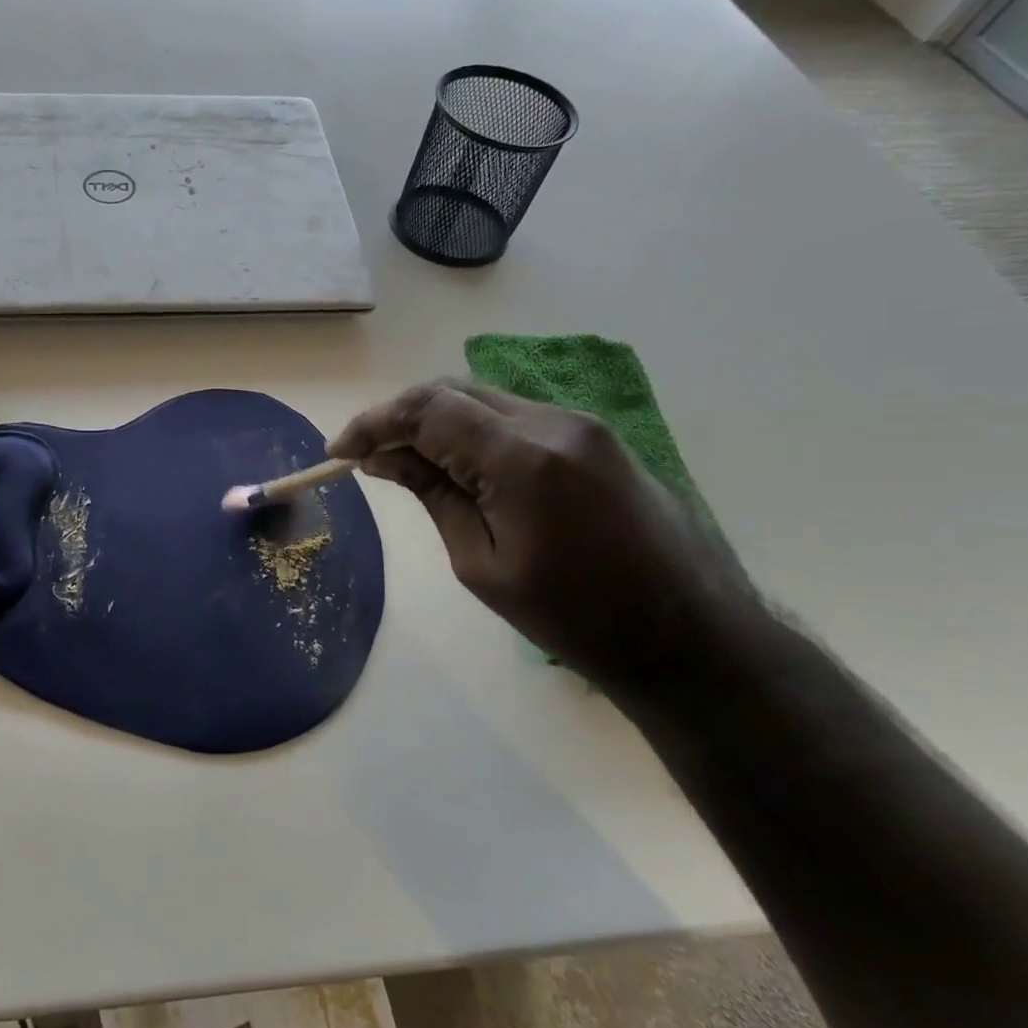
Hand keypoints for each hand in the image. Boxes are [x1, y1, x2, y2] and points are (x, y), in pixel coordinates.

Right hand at [329, 380, 755, 690]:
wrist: (688, 636)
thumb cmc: (573, 617)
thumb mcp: (481, 563)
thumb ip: (432, 495)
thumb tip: (383, 459)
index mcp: (523, 458)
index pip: (427, 410)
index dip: (374, 424)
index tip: (339, 451)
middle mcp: (554, 422)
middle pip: (453, 391)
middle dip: (400, 417)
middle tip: (368, 456)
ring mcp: (581, 425)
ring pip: (484, 398)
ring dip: (437, 422)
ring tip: (407, 463)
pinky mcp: (595, 436)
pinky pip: (515, 417)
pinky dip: (474, 431)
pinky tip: (458, 464)